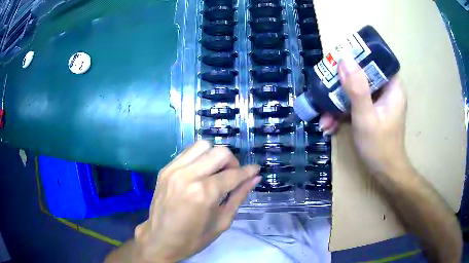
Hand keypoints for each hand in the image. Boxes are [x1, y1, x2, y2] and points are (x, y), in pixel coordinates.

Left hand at [134, 141, 260, 261]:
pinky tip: (201, 171)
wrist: (160, 240)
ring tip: (216, 171)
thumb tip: (254, 178)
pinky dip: (199, 156)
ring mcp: (174, 170)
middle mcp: (188, 176)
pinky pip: (187, 152)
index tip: (256, 170)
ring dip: (215, 155)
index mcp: (204, 194)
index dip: (248, 171)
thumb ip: (239, 197)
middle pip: (220, 152)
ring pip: (203, 145)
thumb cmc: (193, 238)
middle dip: (233, 162)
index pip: (233, 174)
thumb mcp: (222, 222)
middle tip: (233, 176)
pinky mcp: (165, 169)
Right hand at [319, 56, 407, 173]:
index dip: (358, 56)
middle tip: (325, 88)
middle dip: (342, 84)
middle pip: (363, 74)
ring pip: (356, 90)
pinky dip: (343, 112)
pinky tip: (329, 125)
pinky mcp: (372, 111)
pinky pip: (355, 103)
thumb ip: (357, 89)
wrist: (385, 173)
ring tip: (324, 118)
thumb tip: (344, 59)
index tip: (339, 61)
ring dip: (338, 102)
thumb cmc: (379, 146)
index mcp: (392, 86)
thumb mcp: (366, 117)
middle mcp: (386, 90)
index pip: (376, 60)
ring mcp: (379, 101)